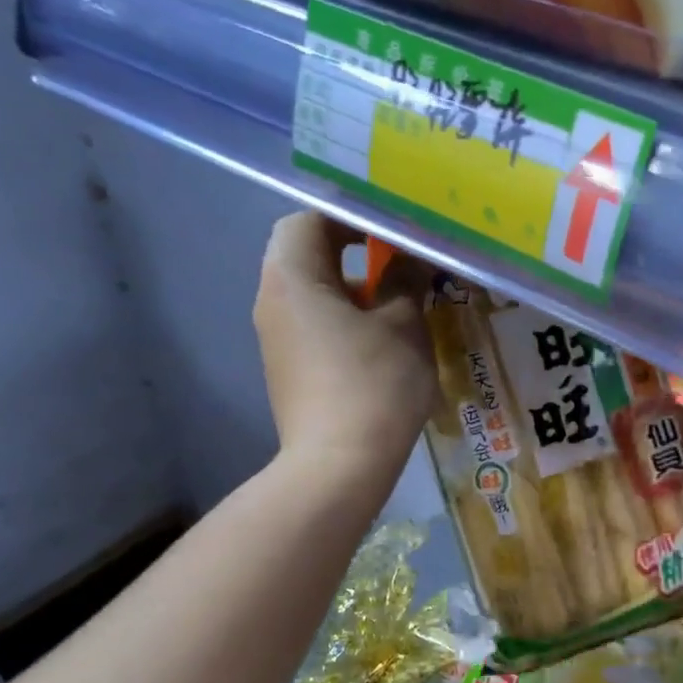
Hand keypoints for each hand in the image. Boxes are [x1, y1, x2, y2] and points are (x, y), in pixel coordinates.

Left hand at [254, 213, 437, 468]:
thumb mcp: (402, 325)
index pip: (310, 219)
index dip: (351, 216)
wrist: (339, 465)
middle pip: (308, 256)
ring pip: (314, 295)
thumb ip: (405, 280)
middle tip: (402, 263)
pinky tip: (383, 342)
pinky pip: (316, 327)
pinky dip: (346, 321)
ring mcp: (277, 340)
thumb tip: (409, 259)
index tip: (392, 229)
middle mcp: (273, 301)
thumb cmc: (373, 384)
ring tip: (400, 303)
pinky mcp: (289, 371)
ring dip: (354, 290)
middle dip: (355, 254)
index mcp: (291, 277)